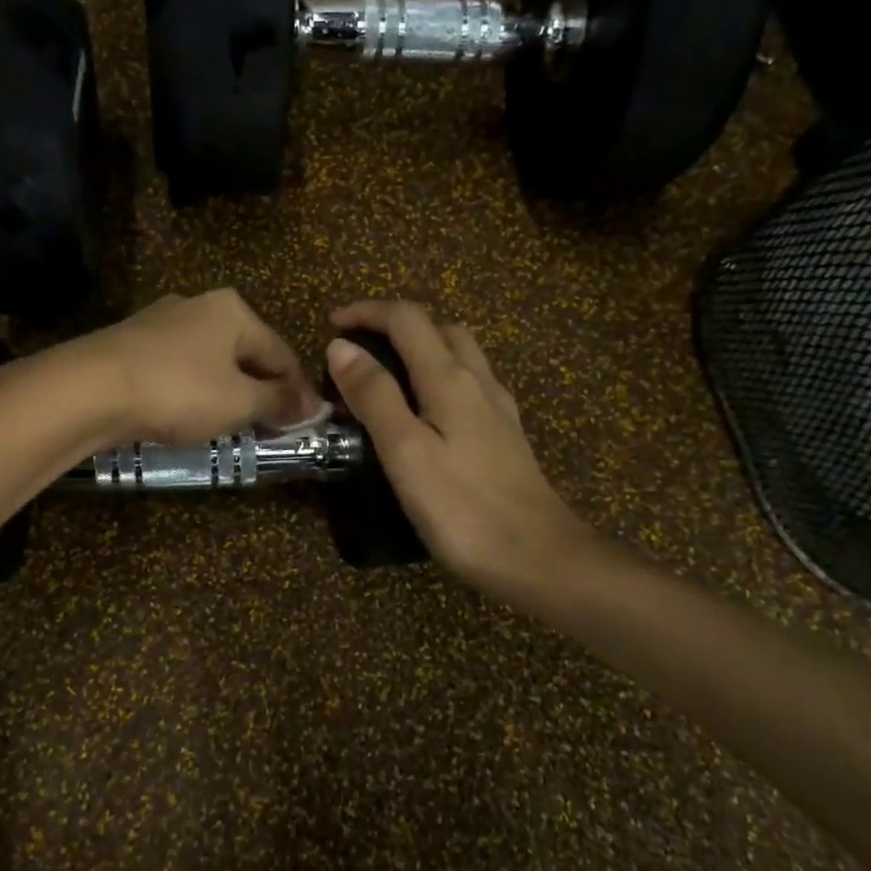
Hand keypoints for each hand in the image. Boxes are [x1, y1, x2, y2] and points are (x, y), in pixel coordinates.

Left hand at [62, 289, 321, 444]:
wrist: (89, 389)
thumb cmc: (179, 390)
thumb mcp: (240, 401)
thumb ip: (280, 401)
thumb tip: (315, 406)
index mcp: (233, 310)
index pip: (281, 353)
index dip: (298, 391)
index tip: (308, 423)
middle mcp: (199, 306)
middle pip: (246, 353)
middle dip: (263, 390)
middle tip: (272, 427)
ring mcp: (161, 321)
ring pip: (211, 361)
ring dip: (229, 392)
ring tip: (234, 425)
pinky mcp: (132, 343)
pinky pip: (180, 368)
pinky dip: (195, 390)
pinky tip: (191, 413)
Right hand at [326, 300, 587, 599]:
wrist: (539, 558)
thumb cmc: (463, 508)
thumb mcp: (405, 451)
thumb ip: (375, 395)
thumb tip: (342, 346)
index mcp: (450, 379)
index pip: (407, 320)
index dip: (367, 312)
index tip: (332, 324)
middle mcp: (479, 382)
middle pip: (439, 328)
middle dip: (396, 324)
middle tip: (359, 347)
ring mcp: (498, 409)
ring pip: (460, 354)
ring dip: (421, 347)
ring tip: (387, 373)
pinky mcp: (506, 435)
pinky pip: (469, 384)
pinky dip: (439, 376)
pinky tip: (427, 410)